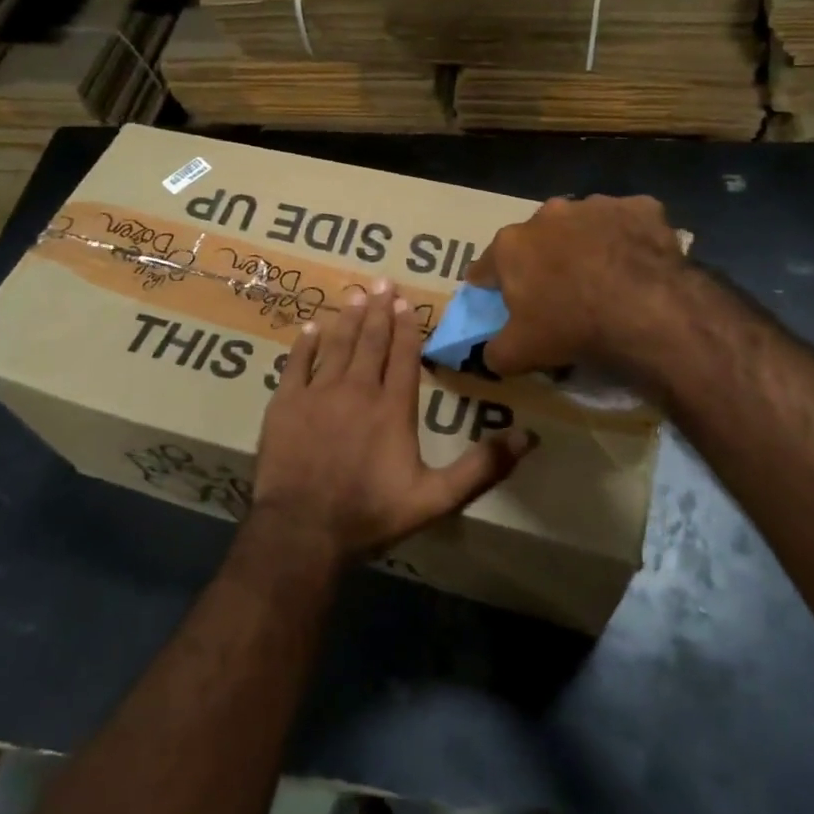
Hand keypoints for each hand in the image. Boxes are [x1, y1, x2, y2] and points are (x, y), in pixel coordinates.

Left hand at [251, 281, 535, 567]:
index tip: (405, 301)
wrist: (303, 530)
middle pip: (370, 342)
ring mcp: (318, 394)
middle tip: (381, 282)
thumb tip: (528, 437)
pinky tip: (310, 328)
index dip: (406, 327)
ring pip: (337, 345)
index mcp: (393, 408)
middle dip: (378, 310)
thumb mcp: (436, 498)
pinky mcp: (285, 404)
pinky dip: (304, 344)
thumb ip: (482, 467)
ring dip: (347, 318)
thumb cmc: (371, 513)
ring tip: (355, 294)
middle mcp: (357, 390)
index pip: (403, 356)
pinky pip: (296, 364)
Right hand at [468, 195, 687, 376]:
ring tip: (603, 280)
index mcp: (511, 245)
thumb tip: (491, 352)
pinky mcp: (640, 208)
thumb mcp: (518, 354)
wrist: (648, 313)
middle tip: (558, 294)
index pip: (486, 267)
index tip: (501, 302)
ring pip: (582, 226)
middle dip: (542, 261)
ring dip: (585, 246)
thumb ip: (495, 351)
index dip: (491, 287)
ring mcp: (596, 205)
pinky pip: (628, 223)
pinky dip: (628, 239)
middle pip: (537, 240)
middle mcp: (549, 214)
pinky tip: (638, 266)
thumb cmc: (572, 328)